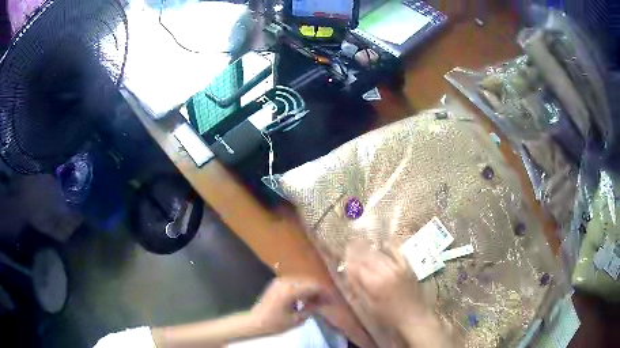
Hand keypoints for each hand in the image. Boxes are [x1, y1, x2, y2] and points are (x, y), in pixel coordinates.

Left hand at [250, 277, 330, 335]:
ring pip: (301, 281)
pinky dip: (301, 289)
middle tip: (326, 301)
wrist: (255, 322)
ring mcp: (280, 281)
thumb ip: (311, 308)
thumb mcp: (296, 320)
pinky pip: (294, 283)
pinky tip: (304, 299)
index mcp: (290, 290)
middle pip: (308, 282)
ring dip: (310, 289)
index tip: (332, 300)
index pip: (313, 286)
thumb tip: (322, 302)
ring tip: (316, 301)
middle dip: (318, 290)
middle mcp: (285, 282)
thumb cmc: (275, 323)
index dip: (325, 292)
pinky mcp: (276, 283)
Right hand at [345, 243, 449, 346]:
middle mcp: (386, 271)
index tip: (343, 257)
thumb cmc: (389, 316)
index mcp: (374, 283)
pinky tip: (384, 242)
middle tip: (349, 245)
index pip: (357, 267)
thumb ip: (359, 289)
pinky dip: (389, 246)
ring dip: (369, 248)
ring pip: (380, 254)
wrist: (414, 316)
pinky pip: (396, 253)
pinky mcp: (406, 267)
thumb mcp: (369, 307)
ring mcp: (397, 267)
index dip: (349, 261)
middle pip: (368, 257)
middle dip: (357, 250)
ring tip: (361, 243)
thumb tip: (350, 275)